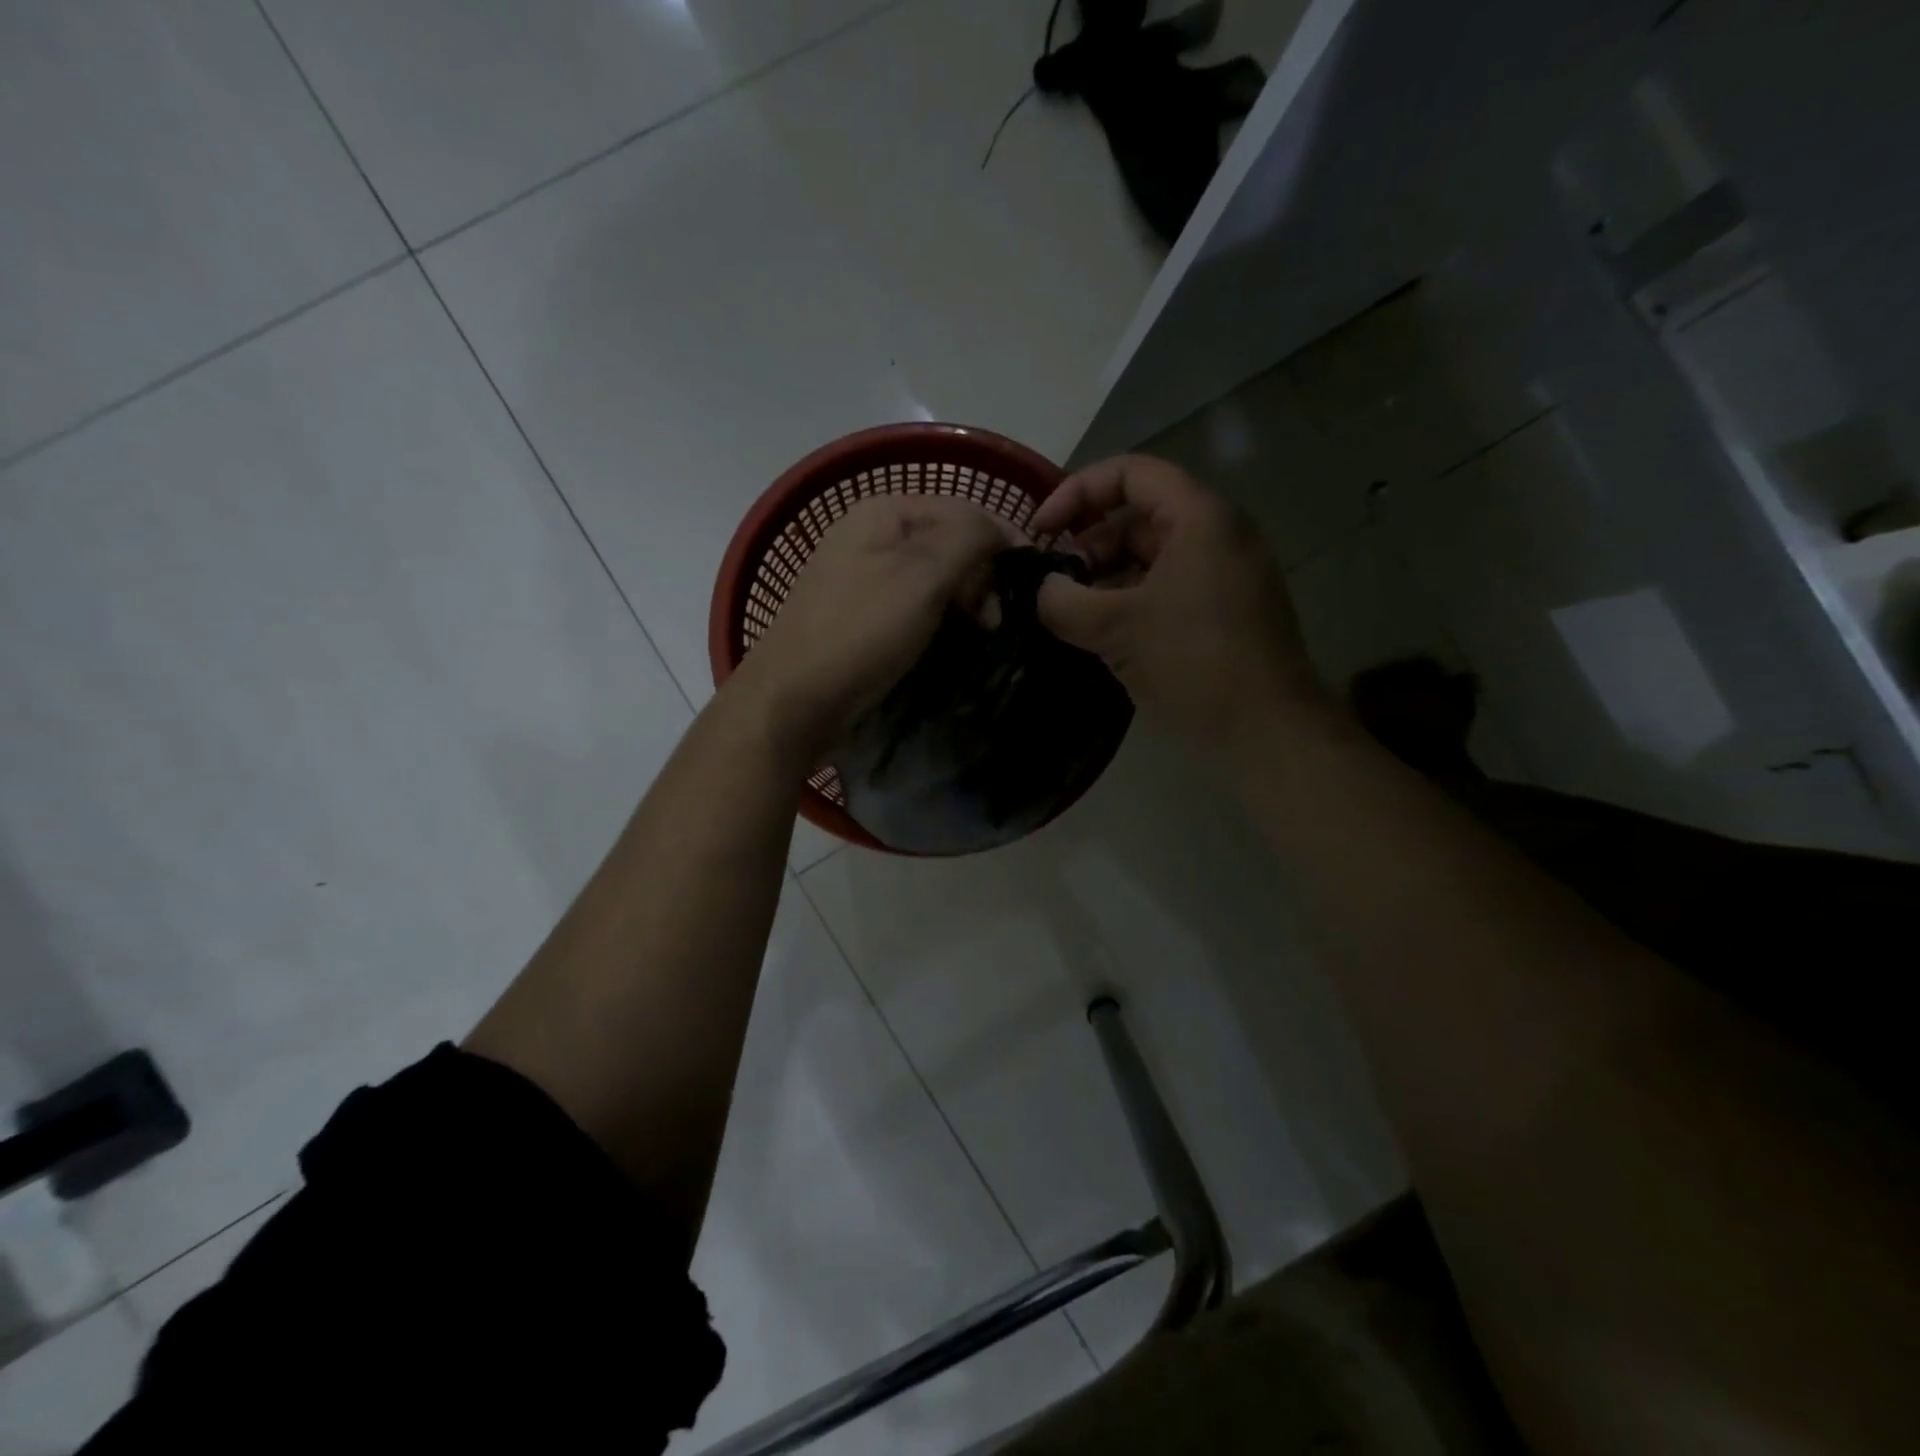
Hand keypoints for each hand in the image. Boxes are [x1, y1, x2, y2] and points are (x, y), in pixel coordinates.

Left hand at [728, 493, 1016, 766]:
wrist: (793, 700)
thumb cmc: (860, 631)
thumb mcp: (922, 576)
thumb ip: (970, 539)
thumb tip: (1002, 532)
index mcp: (883, 512)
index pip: (964, 511)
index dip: (1003, 542)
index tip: (1033, 586)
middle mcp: (872, 535)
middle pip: (950, 543)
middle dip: (982, 577)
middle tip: (995, 621)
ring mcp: (864, 577)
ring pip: (935, 578)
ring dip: (965, 602)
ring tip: (980, 634)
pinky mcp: (863, 616)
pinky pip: (915, 606)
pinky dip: (940, 620)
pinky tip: (951, 641)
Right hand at [1033, 455, 1332, 758]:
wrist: (1268, 729)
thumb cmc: (1194, 662)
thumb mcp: (1116, 629)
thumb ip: (1064, 601)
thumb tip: (1041, 590)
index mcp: (1198, 518)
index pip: (1130, 473)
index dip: (1077, 492)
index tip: (1041, 530)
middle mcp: (1216, 535)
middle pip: (1137, 518)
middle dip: (1087, 545)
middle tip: (1053, 585)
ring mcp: (1223, 575)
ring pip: (1149, 558)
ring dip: (1104, 580)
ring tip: (1070, 615)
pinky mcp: (1223, 611)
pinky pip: (1165, 589)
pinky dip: (1129, 602)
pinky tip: (1101, 636)